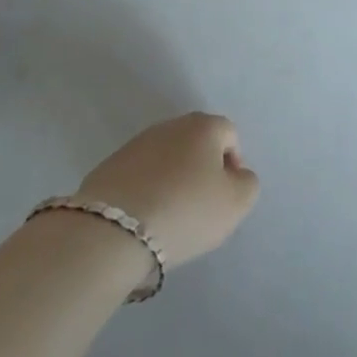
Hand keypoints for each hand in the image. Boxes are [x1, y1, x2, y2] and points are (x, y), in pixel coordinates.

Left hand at [78, 113, 257, 267]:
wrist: (113, 231)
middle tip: (199, 207)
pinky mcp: (109, 166)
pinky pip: (139, 175)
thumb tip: (236, 175)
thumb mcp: (236, 203)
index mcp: (204, 126)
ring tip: (168, 216)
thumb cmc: (185, 211)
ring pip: (166, 159)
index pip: (230, 135)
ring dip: (172, 179)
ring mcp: (136, 143)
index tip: (224, 197)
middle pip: (196, 144)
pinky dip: (146, 191)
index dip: (233, 165)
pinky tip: (143, 218)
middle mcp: (171, 125)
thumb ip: (247, 183)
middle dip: (201, 170)